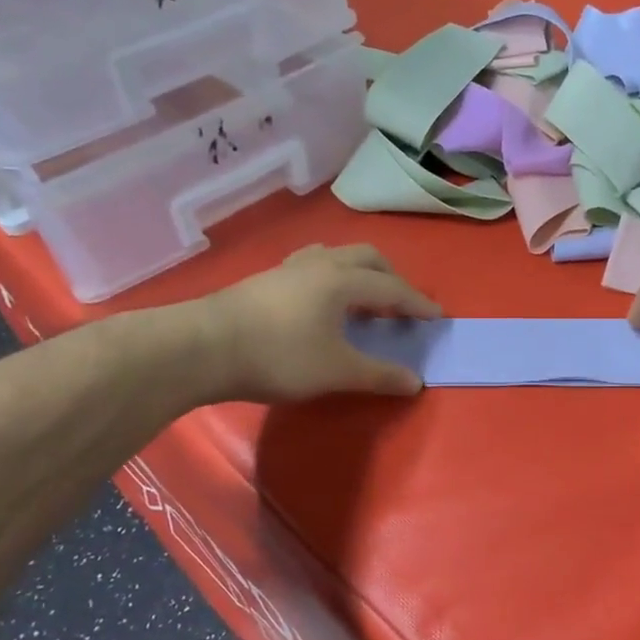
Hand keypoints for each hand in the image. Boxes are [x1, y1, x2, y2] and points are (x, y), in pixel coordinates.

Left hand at [204, 244, 439, 401]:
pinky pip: (312, 267)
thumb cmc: (278, 356)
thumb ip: (378, 374)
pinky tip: (321, 305)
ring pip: (335, 256)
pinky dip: (331, 279)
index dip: (417, 303)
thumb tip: (415, 382)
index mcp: (342, 280)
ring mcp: (289, 269)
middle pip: (366, 258)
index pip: (392, 288)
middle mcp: (320, 264)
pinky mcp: (265, 280)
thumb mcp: (336, 371)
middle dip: (391, 278)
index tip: (437, 316)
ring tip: (362, 301)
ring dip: (358, 274)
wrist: (202, 348)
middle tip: (400, 305)